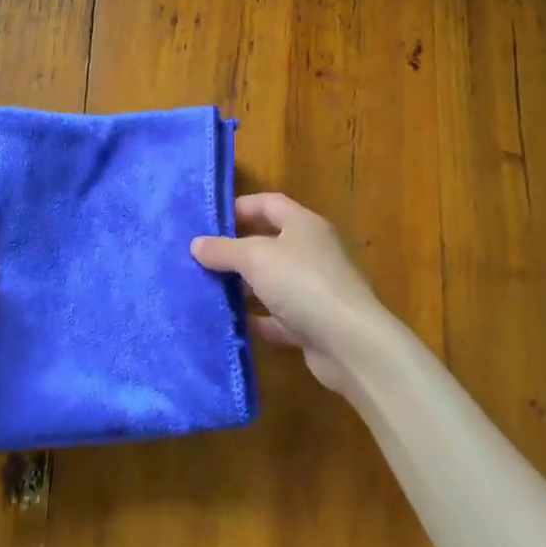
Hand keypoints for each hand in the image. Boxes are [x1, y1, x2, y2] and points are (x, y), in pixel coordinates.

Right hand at [191, 192, 387, 394]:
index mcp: (304, 225)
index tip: (209, 221)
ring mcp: (315, 289)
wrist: (349, 343)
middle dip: (236, 250)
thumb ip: (223, 249)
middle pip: (269, 243)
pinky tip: (231, 323)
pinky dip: (257, 319)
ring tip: (209, 290)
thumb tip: (196, 244)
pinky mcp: (314, 323)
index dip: (240, 207)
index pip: (269, 203)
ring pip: (272, 282)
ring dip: (244, 287)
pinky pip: (278, 317)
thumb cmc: (301, 283)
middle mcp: (312, 252)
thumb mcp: (254, 258)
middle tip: (202, 258)